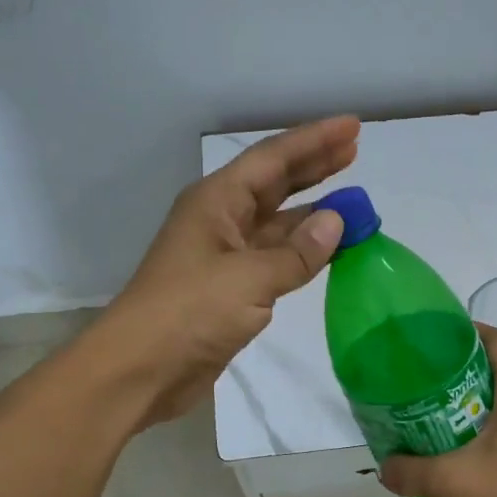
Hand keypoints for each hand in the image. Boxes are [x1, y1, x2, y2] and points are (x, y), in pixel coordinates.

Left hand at [97, 116, 358, 426]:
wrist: (141, 370)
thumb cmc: (189, 312)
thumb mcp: (248, 279)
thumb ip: (296, 252)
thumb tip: (337, 222)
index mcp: (216, 202)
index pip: (273, 160)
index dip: (314, 141)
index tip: (353, 127)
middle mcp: (221, 220)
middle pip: (274, 184)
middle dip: (314, 167)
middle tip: (356, 151)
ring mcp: (225, 256)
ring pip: (277, 223)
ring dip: (312, 212)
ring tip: (352, 200)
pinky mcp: (231, 290)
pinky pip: (275, 259)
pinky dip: (302, 251)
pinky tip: (328, 248)